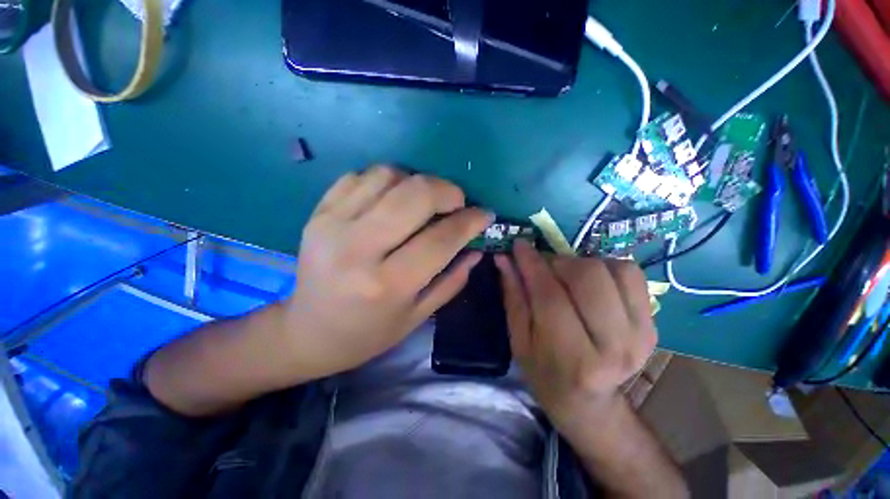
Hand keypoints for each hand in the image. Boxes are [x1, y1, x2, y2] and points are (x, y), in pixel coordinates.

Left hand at [284, 166, 490, 379]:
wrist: (307, 331)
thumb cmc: (368, 333)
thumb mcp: (417, 315)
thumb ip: (452, 279)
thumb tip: (477, 246)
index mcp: (387, 284)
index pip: (441, 239)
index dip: (470, 221)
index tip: (485, 214)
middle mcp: (358, 248)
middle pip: (415, 195)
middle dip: (447, 191)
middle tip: (456, 202)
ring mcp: (332, 224)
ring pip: (388, 176)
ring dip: (417, 182)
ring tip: (423, 201)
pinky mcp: (318, 212)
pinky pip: (361, 176)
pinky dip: (387, 180)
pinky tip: (392, 199)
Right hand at [494, 241, 656, 425]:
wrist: (589, 402)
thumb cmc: (544, 371)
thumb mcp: (519, 339)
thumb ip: (513, 295)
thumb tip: (504, 258)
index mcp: (572, 357)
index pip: (550, 296)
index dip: (532, 264)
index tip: (520, 245)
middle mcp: (613, 347)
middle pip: (587, 277)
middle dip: (558, 262)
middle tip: (544, 267)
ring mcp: (641, 335)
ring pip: (613, 269)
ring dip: (581, 264)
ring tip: (567, 277)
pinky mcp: (653, 325)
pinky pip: (631, 274)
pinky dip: (606, 268)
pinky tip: (591, 282)